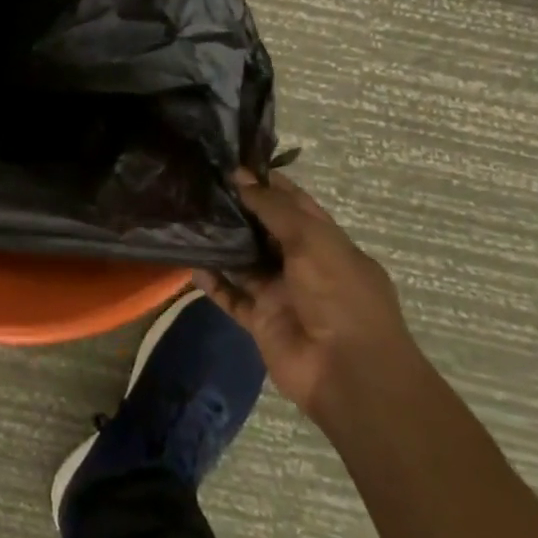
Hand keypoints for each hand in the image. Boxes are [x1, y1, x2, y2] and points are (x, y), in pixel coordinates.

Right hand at [194, 169, 419, 424]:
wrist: (348, 373)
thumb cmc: (339, 295)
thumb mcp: (312, 240)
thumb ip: (273, 208)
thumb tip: (241, 177)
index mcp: (327, 243)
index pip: (294, 204)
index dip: (266, 183)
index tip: (230, 164)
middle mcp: (304, 265)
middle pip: (265, 231)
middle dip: (238, 211)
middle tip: (199, 187)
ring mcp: (282, 294)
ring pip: (245, 263)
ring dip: (222, 245)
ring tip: (188, 218)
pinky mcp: (263, 321)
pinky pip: (233, 297)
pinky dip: (214, 283)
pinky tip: (192, 265)